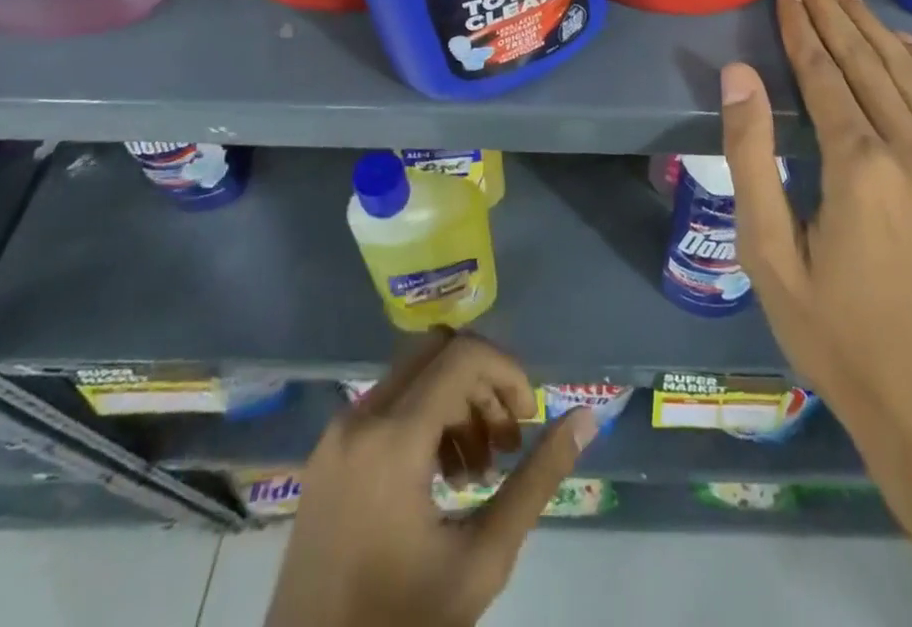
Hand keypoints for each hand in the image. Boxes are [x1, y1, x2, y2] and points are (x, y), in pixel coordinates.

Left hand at [269, 331, 595, 626]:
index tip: (529, 420)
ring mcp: (336, 435)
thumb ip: (537, 480)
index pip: (464, 356)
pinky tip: (443, 477)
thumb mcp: (482, 559)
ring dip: (456, 402)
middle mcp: (360, 418)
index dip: (507, 373)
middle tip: (507, 440)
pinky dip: (425, 418)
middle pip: (438, 351)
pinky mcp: (326, 455)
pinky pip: (387, 404)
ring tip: (480, 469)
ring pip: (413, 374)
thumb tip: (586, 417)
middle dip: (483, 383)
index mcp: (393, 439)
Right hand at [720, 0, 911, 515]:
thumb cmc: (834, 332)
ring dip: (874, 29)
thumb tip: (739, 74)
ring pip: (911, 74)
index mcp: (860, 168)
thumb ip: (751, 156)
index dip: (801, 28)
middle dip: (832, 14)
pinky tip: (905, 43)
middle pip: (867, 62)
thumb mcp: (767, 253)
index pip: (824, 74)